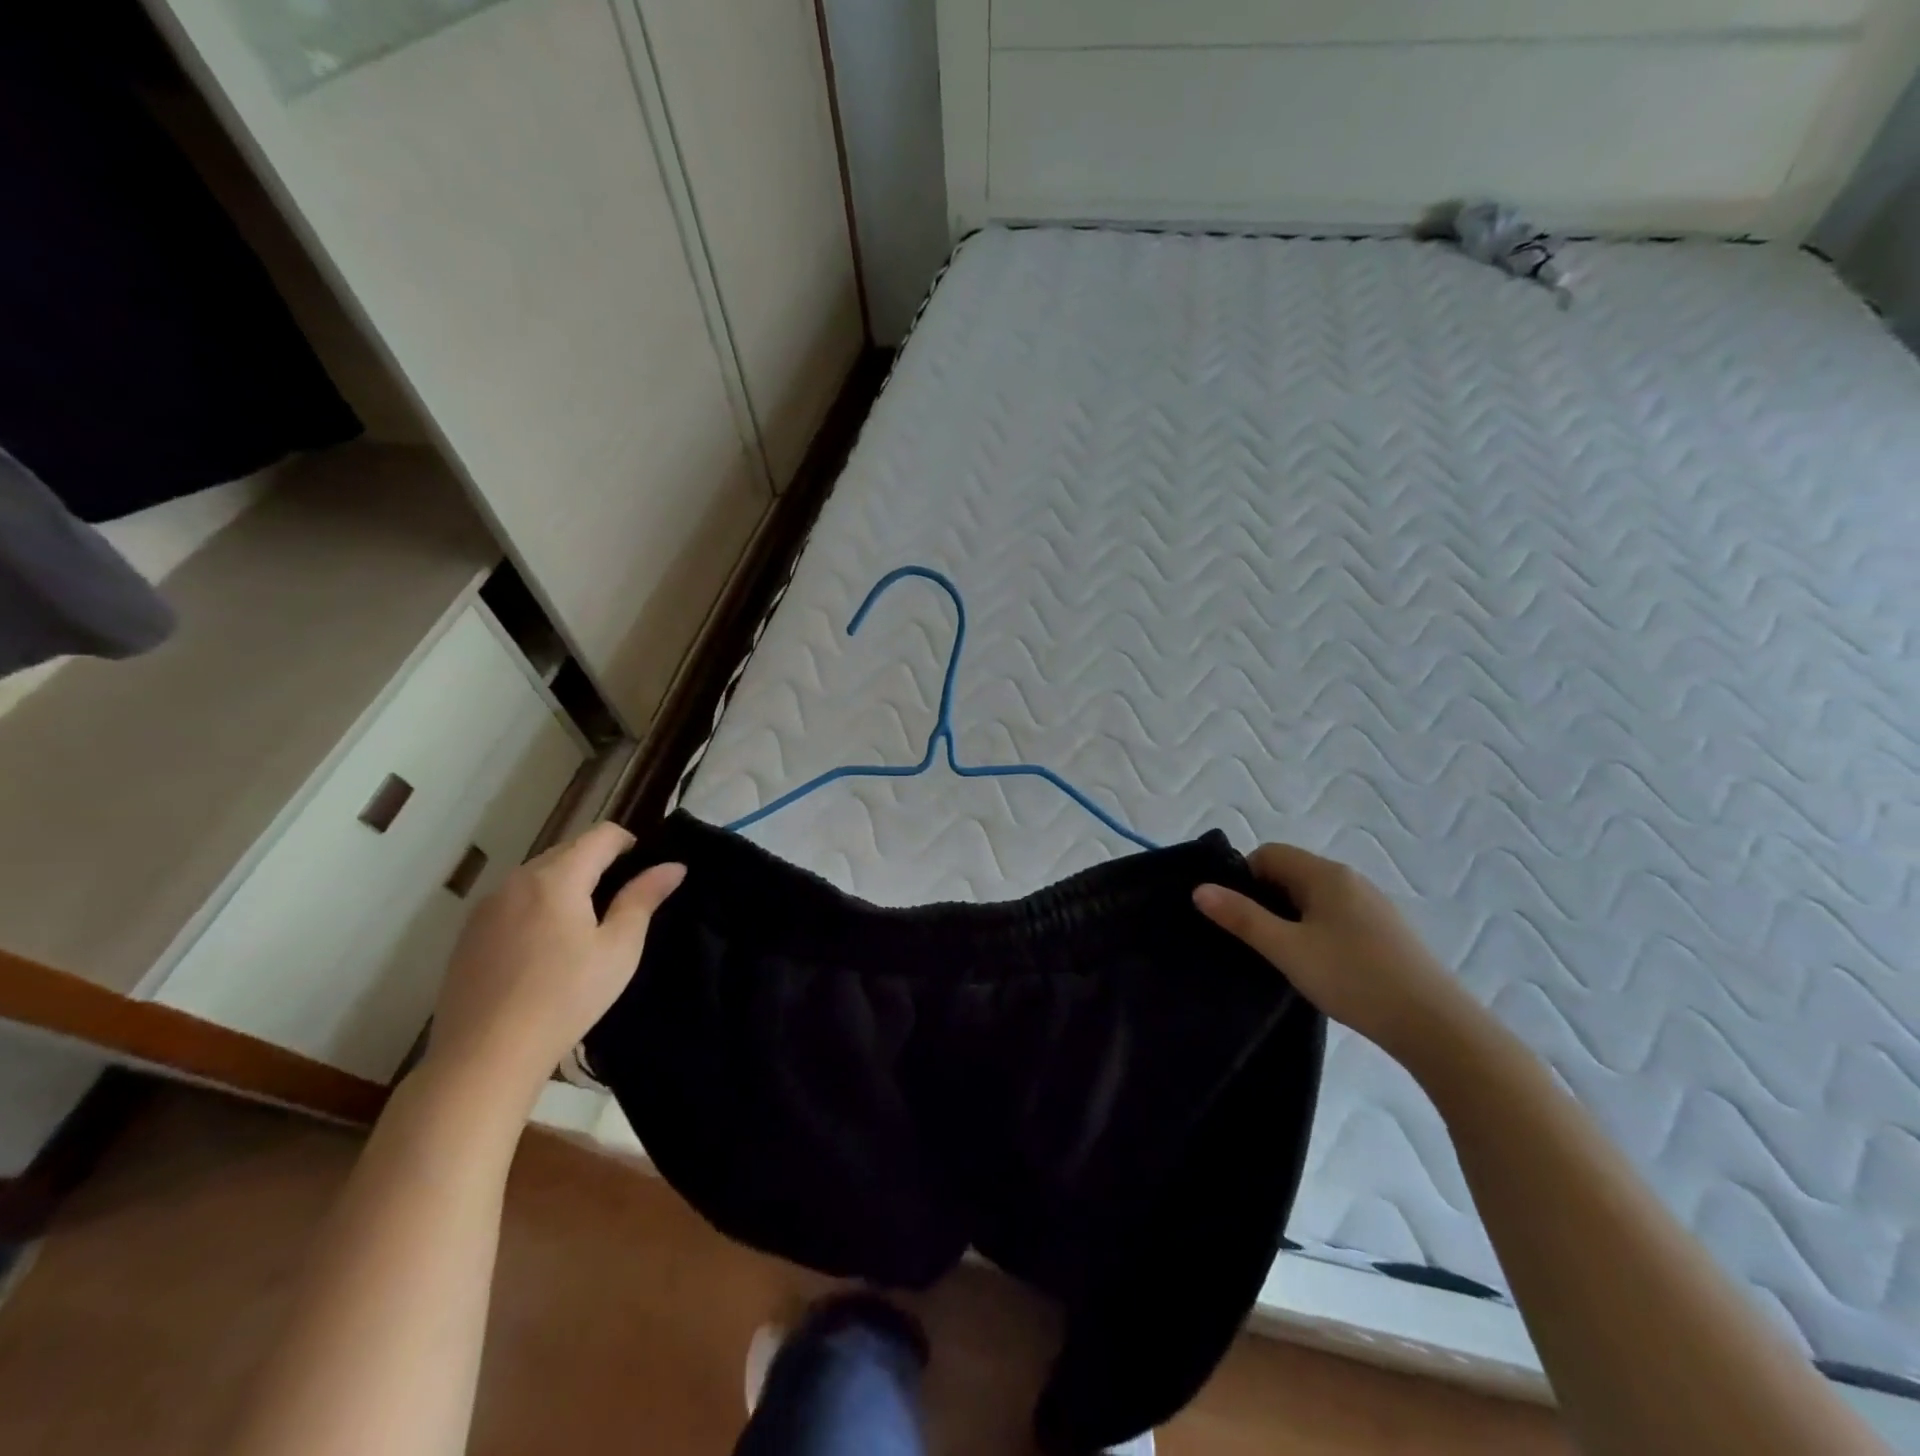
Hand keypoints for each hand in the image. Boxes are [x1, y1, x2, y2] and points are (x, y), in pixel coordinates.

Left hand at [425, 822, 683, 1104]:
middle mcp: (517, 880)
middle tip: (621, 902)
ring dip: (566, 883)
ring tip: (585, 925)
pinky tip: (545, 948)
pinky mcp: (469, 934)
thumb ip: (643, 899)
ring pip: (537, 875)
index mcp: (557, 877)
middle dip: (598, 863)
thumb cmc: (565, 998)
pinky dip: (538, 905)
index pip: (601, 834)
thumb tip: (673, 866)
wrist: (484, 1056)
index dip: (630, 843)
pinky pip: (513, 900)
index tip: (645, 872)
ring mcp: (487, 907)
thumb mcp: (619, 949)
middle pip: (567, 850)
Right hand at [1194, 844, 1475, 1059]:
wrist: (1435, 1025)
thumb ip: (1241, 917)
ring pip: (1314, 897)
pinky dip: (1318, 930)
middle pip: (1291, 873)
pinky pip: (1336, 915)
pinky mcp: (1386, 930)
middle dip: (1266, 900)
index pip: (1268, 854)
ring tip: (1286, 957)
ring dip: (1292, 918)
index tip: (1238, 918)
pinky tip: (1322, 966)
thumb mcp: (1286, 949)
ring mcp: (1372, 904)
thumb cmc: (1353, 978)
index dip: (1244, 879)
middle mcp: (1350, 879)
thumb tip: (1200, 889)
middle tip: (1257, 940)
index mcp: (1325, 874)